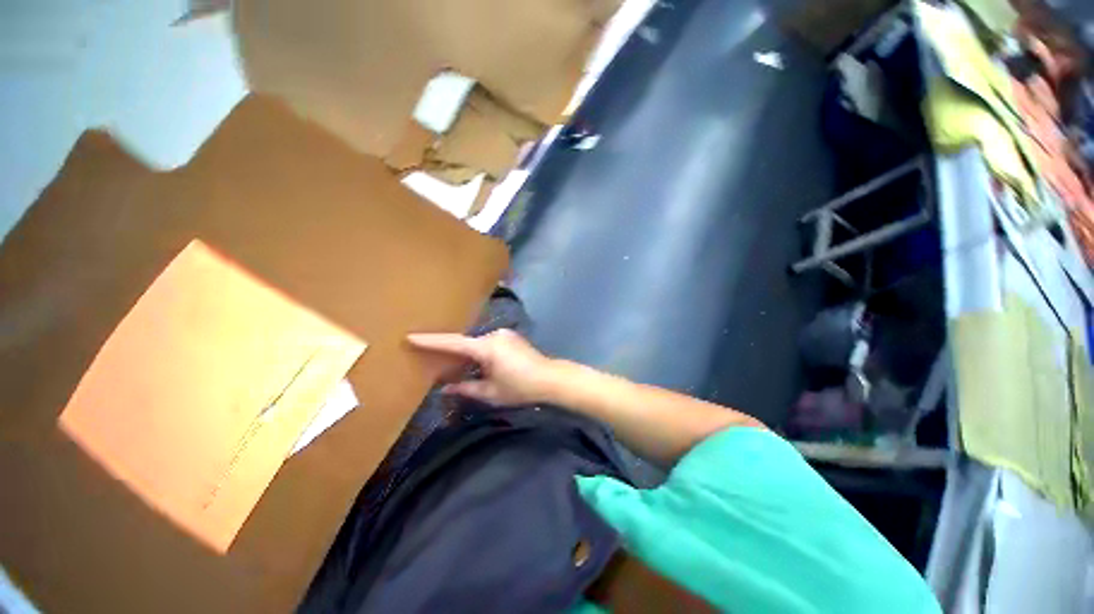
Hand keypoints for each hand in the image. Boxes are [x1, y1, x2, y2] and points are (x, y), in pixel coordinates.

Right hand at [407, 329, 558, 405]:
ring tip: (454, 367)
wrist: (550, 378)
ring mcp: (504, 334)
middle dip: (450, 351)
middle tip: (431, 359)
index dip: (431, 341)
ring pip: (477, 344)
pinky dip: (478, 353)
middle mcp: (494, 335)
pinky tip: (475, 364)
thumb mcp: (491, 392)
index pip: (454, 343)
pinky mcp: (510, 337)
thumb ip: (467, 389)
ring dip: (467, 354)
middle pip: (466, 343)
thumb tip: (445, 388)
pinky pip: (487, 343)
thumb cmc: (520, 387)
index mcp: (487, 347)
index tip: (411, 336)